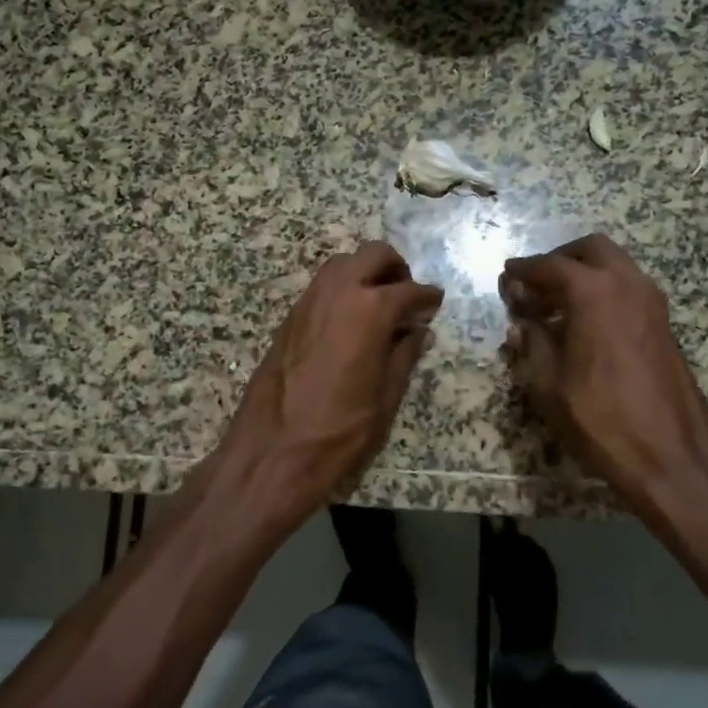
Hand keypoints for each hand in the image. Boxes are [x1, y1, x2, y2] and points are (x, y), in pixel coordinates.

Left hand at [216, 242, 443, 525]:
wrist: (271, 452)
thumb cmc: (338, 432)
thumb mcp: (385, 399)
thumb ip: (404, 357)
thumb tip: (418, 331)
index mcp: (369, 311)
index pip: (409, 290)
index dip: (427, 297)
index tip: (436, 303)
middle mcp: (337, 293)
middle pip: (373, 255)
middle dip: (396, 268)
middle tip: (407, 297)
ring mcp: (308, 302)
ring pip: (342, 264)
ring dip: (365, 272)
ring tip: (379, 306)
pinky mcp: (289, 318)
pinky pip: (321, 287)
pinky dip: (342, 289)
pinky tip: (350, 321)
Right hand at [500, 235, 707, 532]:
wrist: (671, 458)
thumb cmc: (600, 420)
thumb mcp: (549, 385)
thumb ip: (533, 345)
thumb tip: (522, 327)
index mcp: (594, 293)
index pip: (551, 266)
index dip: (524, 270)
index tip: (507, 277)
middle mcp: (627, 285)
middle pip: (590, 250)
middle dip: (560, 259)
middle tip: (535, 284)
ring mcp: (653, 304)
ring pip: (615, 266)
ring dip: (584, 274)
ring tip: (556, 307)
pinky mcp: (664, 326)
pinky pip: (629, 290)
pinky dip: (604, 292)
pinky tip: (584, 326)